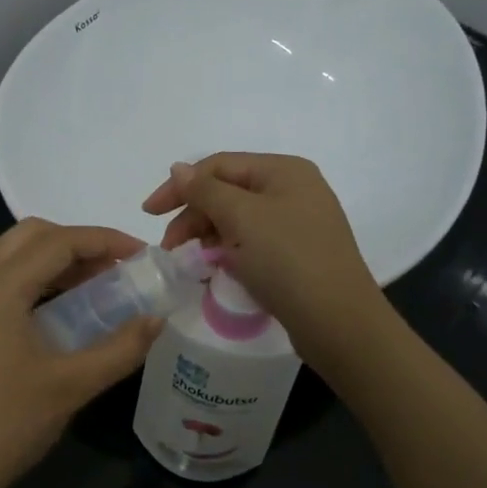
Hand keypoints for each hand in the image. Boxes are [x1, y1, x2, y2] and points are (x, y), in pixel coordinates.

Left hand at [0, 219, 164, 487]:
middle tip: (118, 267)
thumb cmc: (7, 425)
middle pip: (32, 236)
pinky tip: (67, 311)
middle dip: (78, 242)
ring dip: (58, 260)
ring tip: (101, 286)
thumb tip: (158, 320)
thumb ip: (121, 348)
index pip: (58, 242)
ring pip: (15, 256)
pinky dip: (40, 281)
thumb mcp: (72, 385)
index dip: (105, 240)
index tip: (144, 254)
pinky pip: (5, 282)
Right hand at [141, 152, 387, 362]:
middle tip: (170, 248)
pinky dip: (229, 251)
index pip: (219, 165)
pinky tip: (216, 269)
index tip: (149, 214)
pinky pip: (252, 243)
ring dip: (209, 235)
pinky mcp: (297, 254)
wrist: (338, 322)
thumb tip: (179, 168)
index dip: (180, 185)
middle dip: (194, 215)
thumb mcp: (242, 218)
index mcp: (284, 171)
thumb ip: (205, 190)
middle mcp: (293, 190)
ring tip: (191, 261)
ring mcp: (297, 223)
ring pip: (238, 219)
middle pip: (228, 191)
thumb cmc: (288, 260)